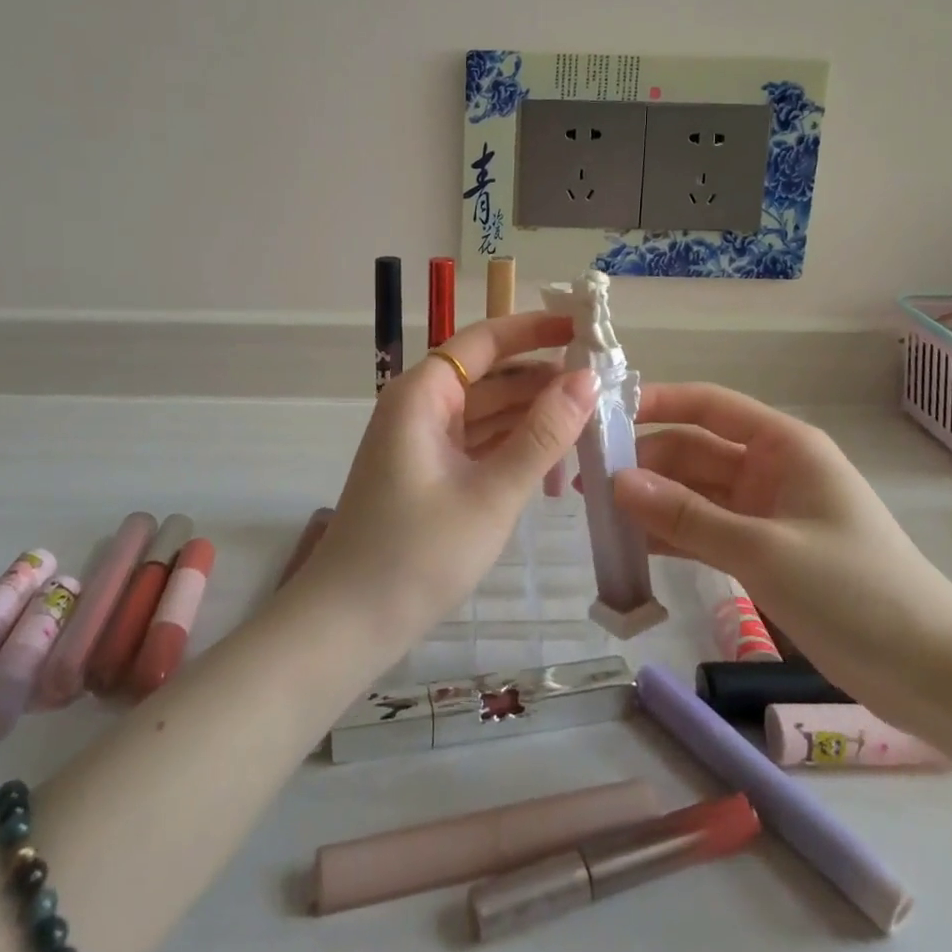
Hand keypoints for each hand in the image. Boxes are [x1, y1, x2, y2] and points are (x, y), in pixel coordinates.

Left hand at [295, 311, 598, 650]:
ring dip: (533, 416)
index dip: (534, 329)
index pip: (484, 340)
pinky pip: (477, 442)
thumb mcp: (492, 493)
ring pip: (486, 411)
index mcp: (423, 394)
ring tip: (591, 421)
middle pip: (488, 375)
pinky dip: (513, 447)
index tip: (584, 328)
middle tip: (603, 387)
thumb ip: (542, 434)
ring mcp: (421, 439)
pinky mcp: (427, 470)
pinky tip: (556, 460)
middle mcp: (419, 405)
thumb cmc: (418, 554)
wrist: (348, 624)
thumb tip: (587, 379)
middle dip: (542, 379)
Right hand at [610, 384, 951, 729]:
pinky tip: (632, 550)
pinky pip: (704, 532)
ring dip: (653, 503)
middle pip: (694, 451)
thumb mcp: (764, 550)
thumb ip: (686, 516)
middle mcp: (770, 469)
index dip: (658, 403)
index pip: (709, 405)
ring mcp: (765, 513)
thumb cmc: (856, 591)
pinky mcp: (762, 553)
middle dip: (644, 464)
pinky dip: (672, 538)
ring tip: (597, 517)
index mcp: (783, 446)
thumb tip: (616, 483)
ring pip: (694, 495)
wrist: (934, 675)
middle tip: (587, 483)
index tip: (606, 416)